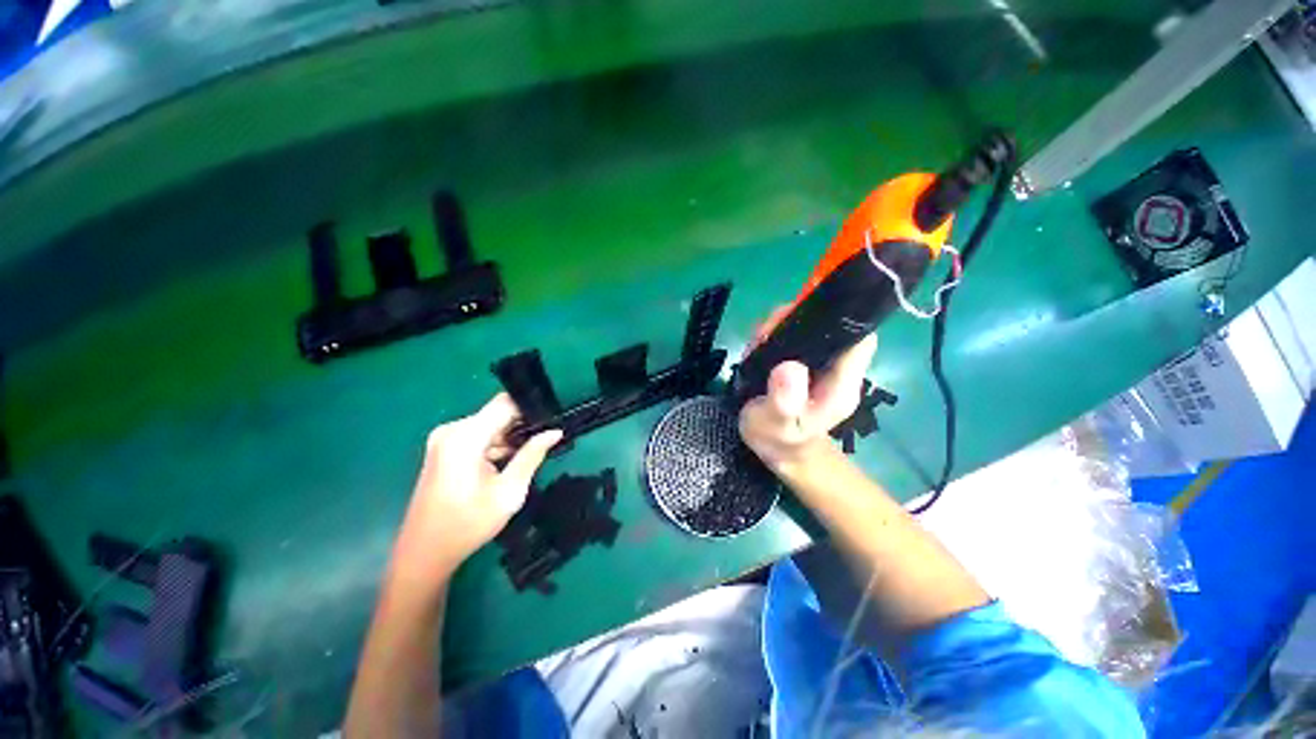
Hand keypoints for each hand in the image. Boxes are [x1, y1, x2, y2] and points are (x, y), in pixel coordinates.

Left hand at [391, 393, 561, 584]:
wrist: (424, 554)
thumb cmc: (468, 525)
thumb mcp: (509, 491)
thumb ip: (532, 455)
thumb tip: (555, 431)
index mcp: (465, 437)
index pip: (505, 404)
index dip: (531, 409)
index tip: (553, 420)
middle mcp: (452, 430)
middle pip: (497, 414)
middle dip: (523, 425)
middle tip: (546, 442)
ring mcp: (445, 439)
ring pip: (490, 425)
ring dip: (510, 438)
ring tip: (531, 455)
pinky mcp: (444, 449)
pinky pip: (478, 436)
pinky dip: (496, 445)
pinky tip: (508, 463)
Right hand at [738, 309, 876, 471]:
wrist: (777, 449)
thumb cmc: (779, 441)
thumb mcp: (777, 426)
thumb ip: (784, 401)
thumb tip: (789, 367)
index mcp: (841, 383)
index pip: (857, 338)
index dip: (834, 321)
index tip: (795, 321)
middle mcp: (837, 368)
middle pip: (829, 327)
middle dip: (796, 321)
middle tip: (764, 335)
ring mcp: (820, 364)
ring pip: (809, 328)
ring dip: (782, 327)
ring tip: (758, 342)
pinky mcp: (805, 362)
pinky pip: (794, 337)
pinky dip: (776, 334)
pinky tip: (760, 346)